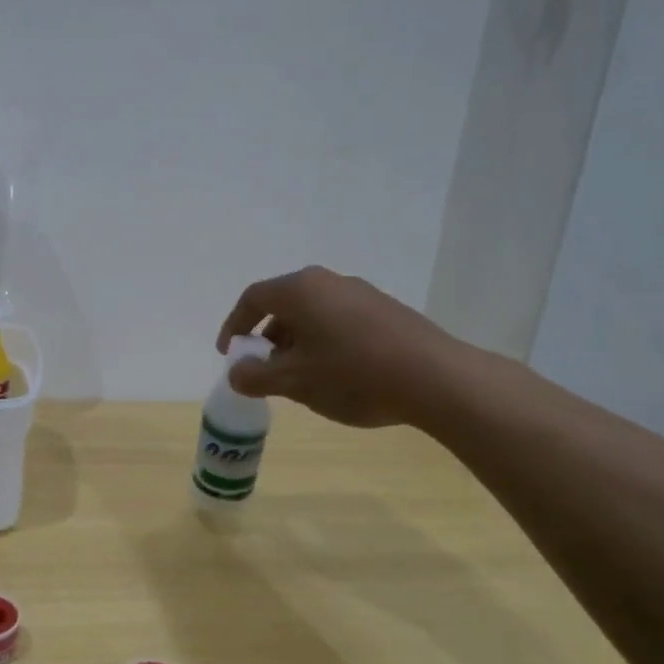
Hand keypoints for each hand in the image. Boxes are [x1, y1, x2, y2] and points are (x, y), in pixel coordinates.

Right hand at [215, 266, 469, 428]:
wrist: (435, 378)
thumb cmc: (352, 374)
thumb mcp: (294, 382)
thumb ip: (256, 376)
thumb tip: (237, 372)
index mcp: (300, 290)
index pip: (253, 298)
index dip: (235, 325)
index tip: (229, 353)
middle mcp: (328, 282)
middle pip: (284, 304)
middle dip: (267, 337)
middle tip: (262, 368)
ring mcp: (361, 293)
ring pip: (313, 313)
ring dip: (296, 341)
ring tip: (299, 376)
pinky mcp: (386, 310)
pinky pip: (339, 320)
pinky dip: (323, 341)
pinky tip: (335, 373)